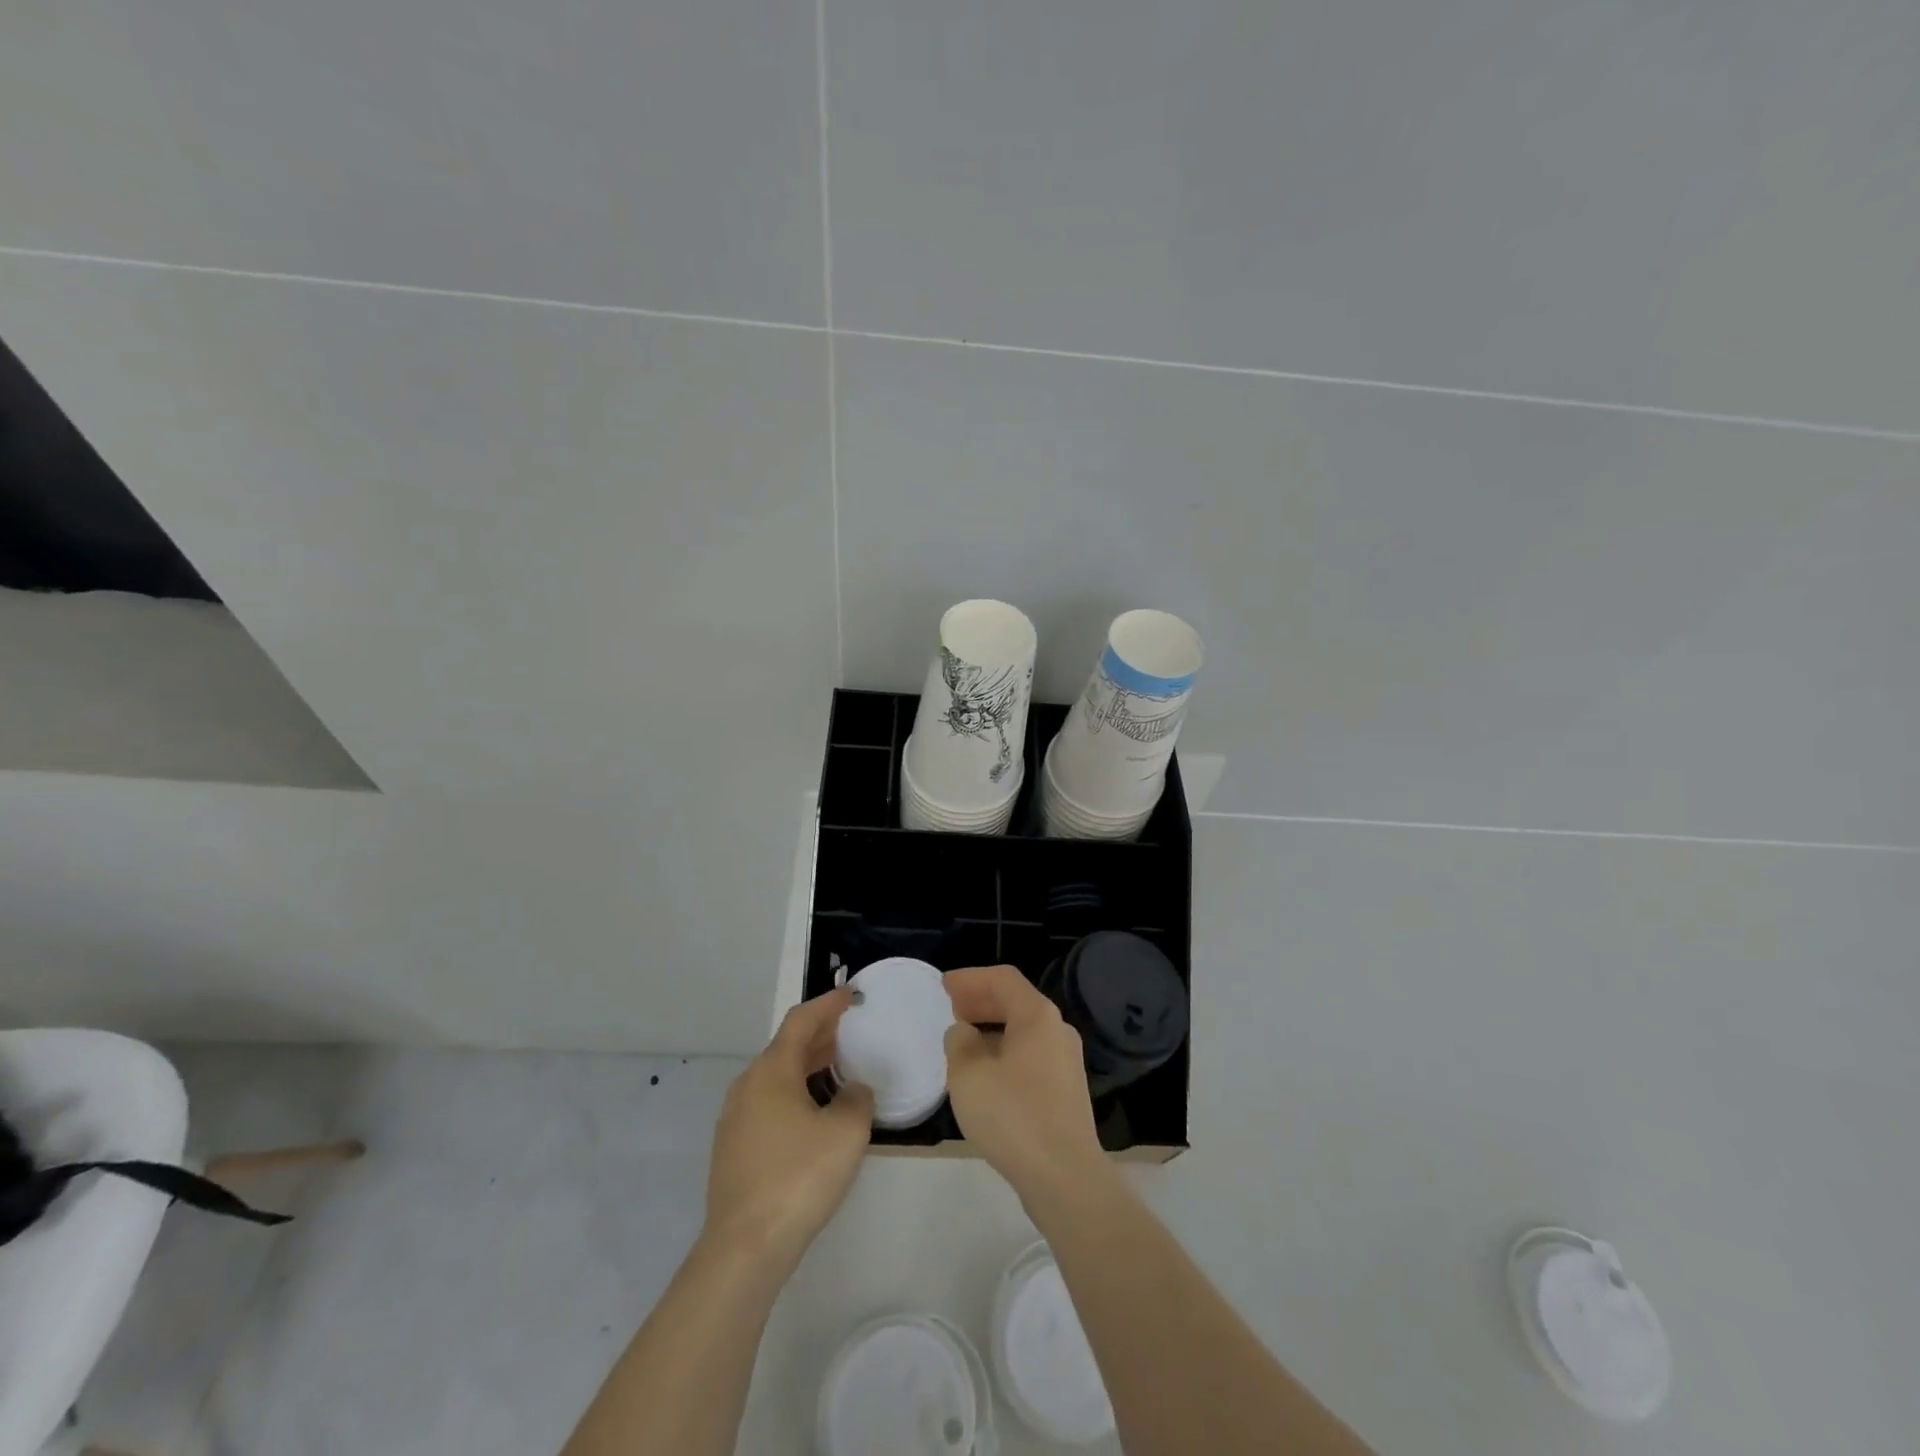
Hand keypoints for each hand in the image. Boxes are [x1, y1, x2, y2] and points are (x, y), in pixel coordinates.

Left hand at [703, 988, 874, 1269]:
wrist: (744, 1248)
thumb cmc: (799, 1177)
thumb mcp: (846, 1132)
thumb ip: (857, 1099)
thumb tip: (853, 1091)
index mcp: (772, 1070)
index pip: (801, 1020)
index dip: (828, 1004)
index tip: (851, 995)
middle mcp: (748, 1085)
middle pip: (786, 1046)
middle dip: (819, 1035)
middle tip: (850, 1030)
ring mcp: (735, 1118)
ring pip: (775, 1076)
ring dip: (806, 1065)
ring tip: (837, 1068)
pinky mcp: (733, 1148)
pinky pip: (768, 1103)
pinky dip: (794, 1092)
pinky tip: (813, 1113)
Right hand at [944, 966, 1107, 1208]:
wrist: (1065, 1177)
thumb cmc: (1013, 1116)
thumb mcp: (969, 1074)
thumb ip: (959, 1043)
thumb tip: (964, 1033)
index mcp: (1037, 1016)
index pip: (1003, 979)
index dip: (970, 978)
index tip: (944, 986)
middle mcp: (1057, 1031)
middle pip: (1016, 1003)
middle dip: (981, 1002)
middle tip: (951, 1009)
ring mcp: (1065, 1062)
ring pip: (1023, 1032)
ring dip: (992, 1030)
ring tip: (962, 1043)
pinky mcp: (1065, 1092)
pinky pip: (1030, 1057)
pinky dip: (1005, 1054)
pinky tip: (985, 1077)